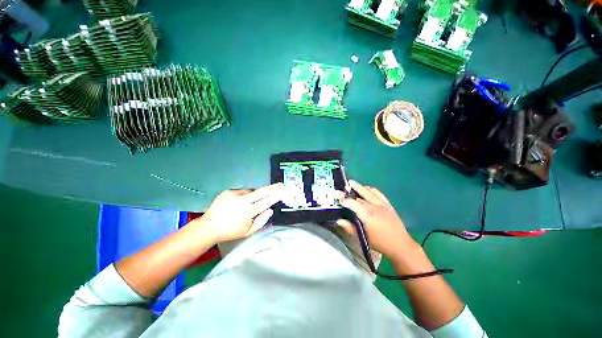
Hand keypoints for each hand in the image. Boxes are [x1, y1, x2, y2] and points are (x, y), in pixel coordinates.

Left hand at [194, 183, 284, 242]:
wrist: (208, 226)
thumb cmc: (230, 232)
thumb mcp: (248, 231)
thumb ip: (261, 221)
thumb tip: (270, 209)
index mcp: (248, 211)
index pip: (267, 201)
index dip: (276, 195)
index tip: (284, 190)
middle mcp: (243, 200)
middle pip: (262, 191)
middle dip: (273, 187)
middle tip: (281, 185)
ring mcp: (235, 194)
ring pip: (252, 191)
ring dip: (256, 194)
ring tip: (250, 203)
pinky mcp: (228, 191)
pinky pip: (242, 191)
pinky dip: (245, 195)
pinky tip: (240, 203)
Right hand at [336, 180, 417, 259]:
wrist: (400, 245)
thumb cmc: (380, 243)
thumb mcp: (363, 238)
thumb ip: (349, 228)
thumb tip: (339, 220)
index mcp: (368, 216)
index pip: (354, 204)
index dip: (345, 200)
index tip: (338, 199)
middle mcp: (375, 207)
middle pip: (359, 197)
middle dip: (349, 192)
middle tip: (341, 188)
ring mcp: (382, 204)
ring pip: (369, 192)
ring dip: (359, 187)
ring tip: (351, 183)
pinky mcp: (388, 204)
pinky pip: (378, 193)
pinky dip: (371, 189)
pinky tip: (366, 188)